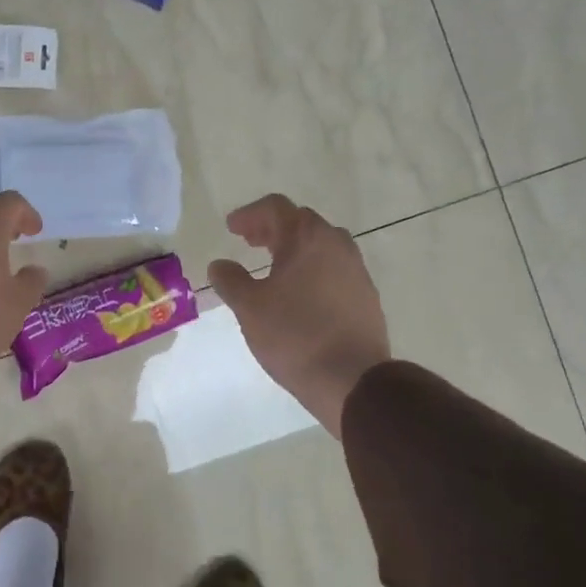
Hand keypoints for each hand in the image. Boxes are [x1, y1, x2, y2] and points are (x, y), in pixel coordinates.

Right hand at [208, 195, 390, 434]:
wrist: (352, 379)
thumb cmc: (294, 335)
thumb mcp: (249, 307)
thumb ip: (231, 280)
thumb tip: (220, 265)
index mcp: (307, 238)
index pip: (276, 208)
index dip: (250, 214)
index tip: (231, 227)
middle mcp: (336, 244)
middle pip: (301, 222)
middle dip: (272, 228)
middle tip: (249, 241)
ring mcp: (356, 269)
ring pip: (321, 245)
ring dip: (294, 248)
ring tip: (273, 266)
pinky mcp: (366, 295)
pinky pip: (334, 268)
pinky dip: (312, 269)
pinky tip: (299, 293)